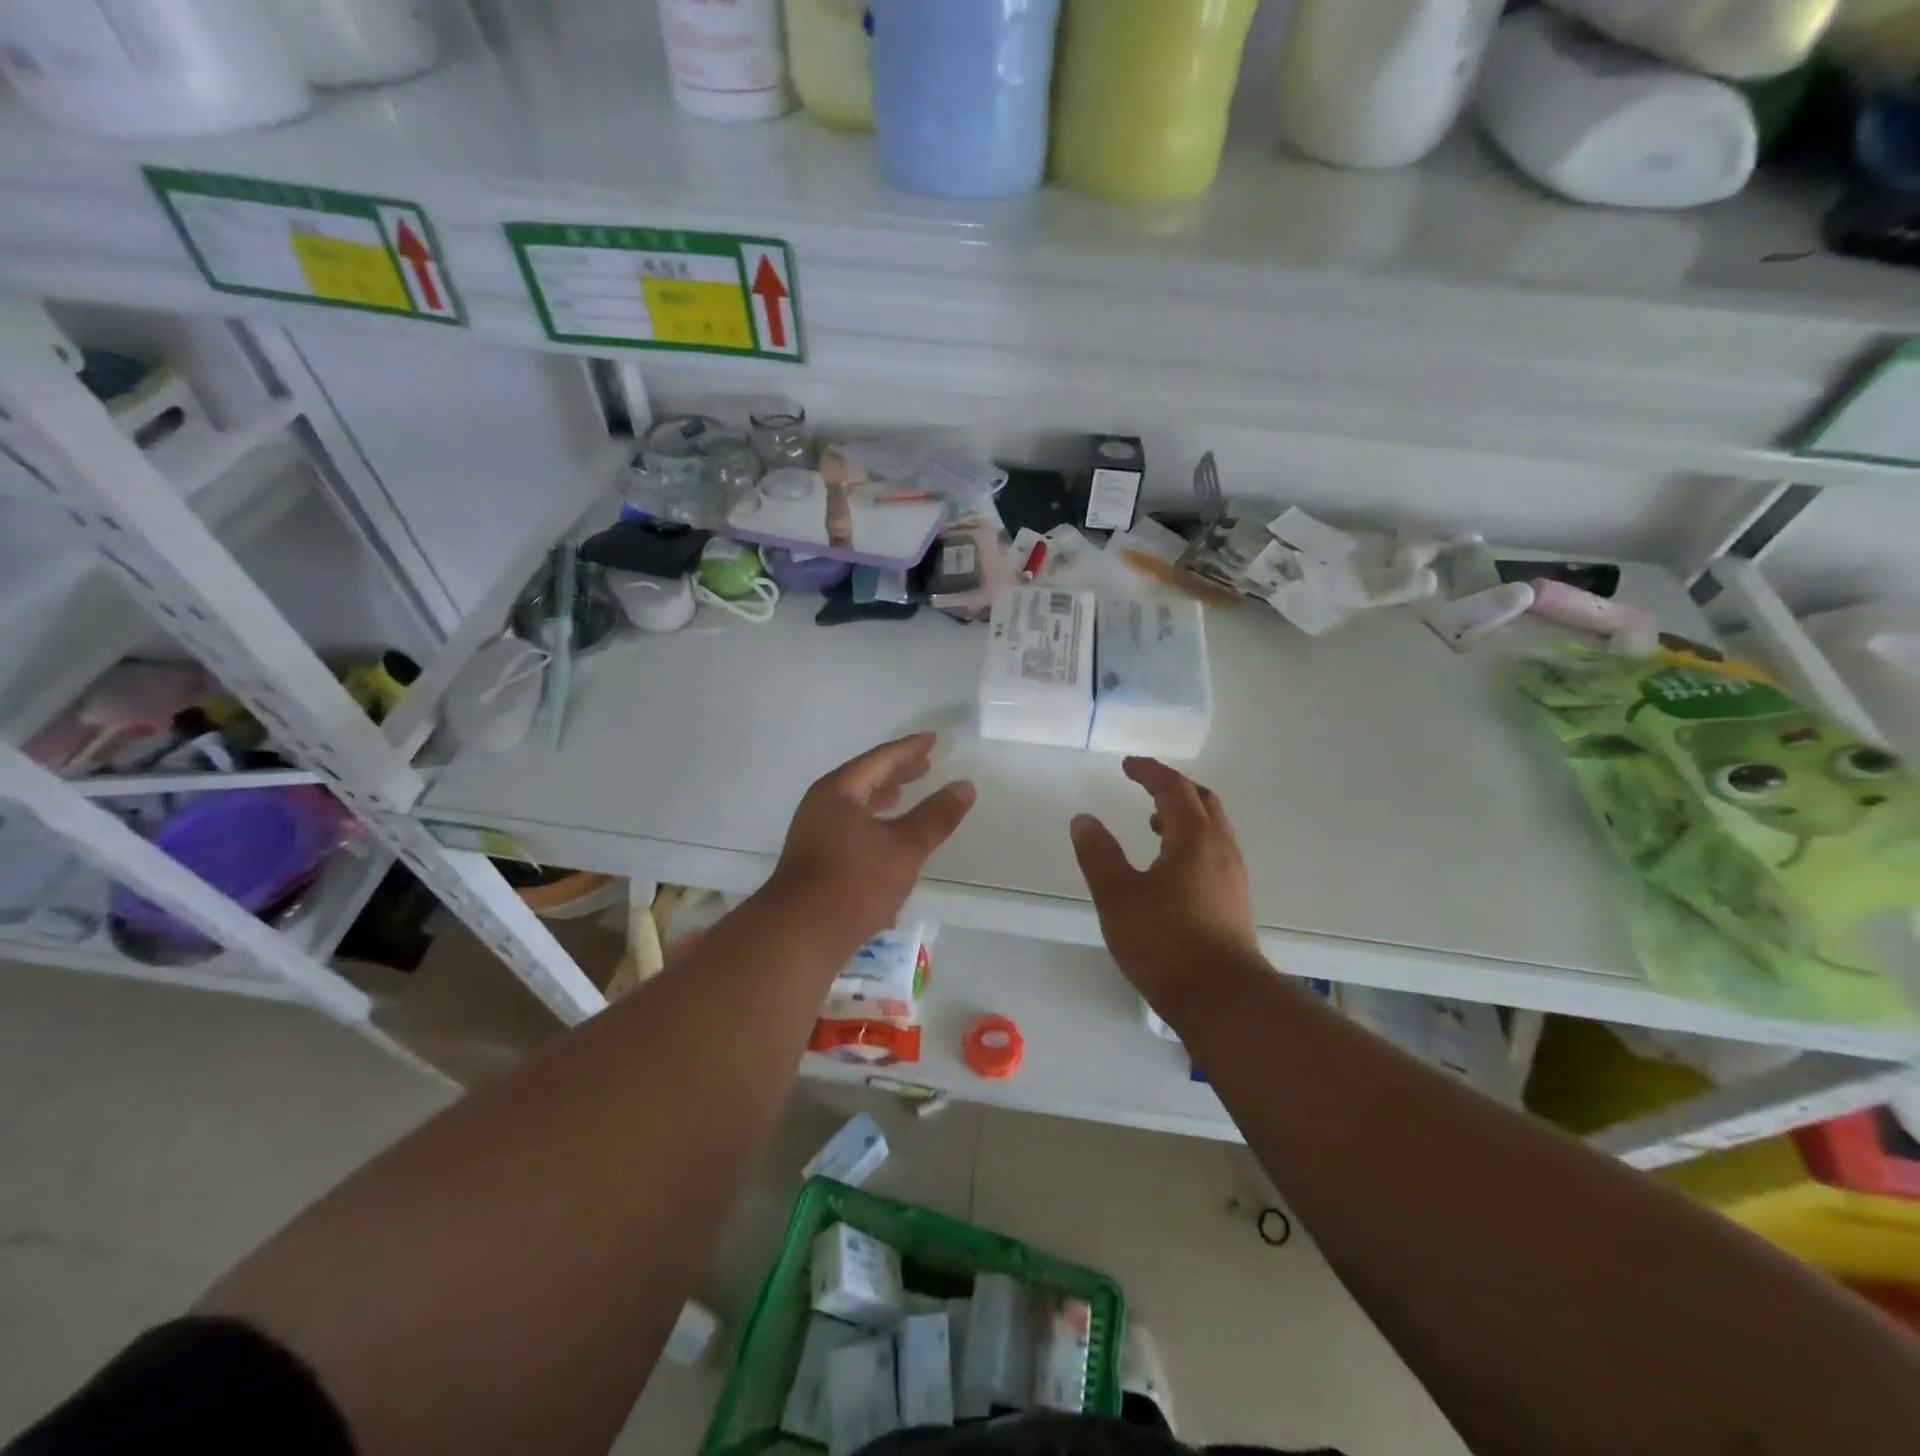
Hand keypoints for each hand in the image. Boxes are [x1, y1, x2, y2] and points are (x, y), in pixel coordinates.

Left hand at [769, 733, 976, 946]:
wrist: (801, 935)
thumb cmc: (855, 882)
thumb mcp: (905, 847)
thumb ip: (936, 816)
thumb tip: (965, 786)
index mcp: (838, 792)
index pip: (879, 760)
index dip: (908, 749)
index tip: (932, 740)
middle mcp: (821, 807)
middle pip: (864, 780)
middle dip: (895, 772)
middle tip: (924, 765)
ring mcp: (815, 835)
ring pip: (855, 807)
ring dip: (882, 799)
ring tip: (905, 795)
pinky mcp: (816, 862)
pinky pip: (850, 829)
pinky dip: (873, 825)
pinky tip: (887, 842)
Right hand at [1071, 757, 1261, 1013]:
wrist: (1224, 999)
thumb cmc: (1166, 943)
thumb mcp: (1118, 898)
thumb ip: (1099, 855)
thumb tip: (1083, 820)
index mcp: (1194, 839)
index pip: (1174, 789)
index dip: (1150, 772)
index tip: (1128, 765)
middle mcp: (1221, 849)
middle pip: (1202, 802)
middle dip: (1173, 789)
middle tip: (1144, 787)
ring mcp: (1233, 876)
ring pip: (1212, 828)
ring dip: (1184, 816)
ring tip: (1152, 825)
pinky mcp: (1235, 901)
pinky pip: (1214, 851)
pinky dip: (1191, 840)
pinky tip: (1170, 867)